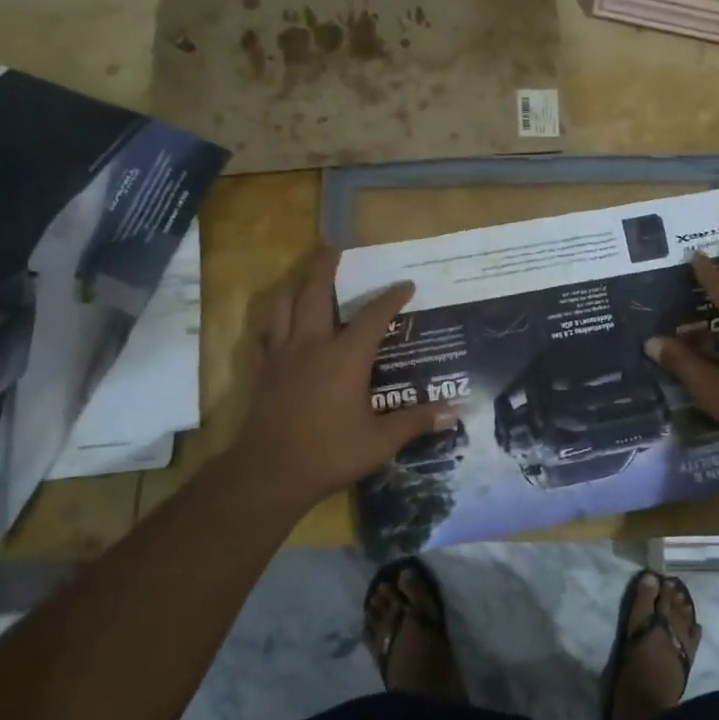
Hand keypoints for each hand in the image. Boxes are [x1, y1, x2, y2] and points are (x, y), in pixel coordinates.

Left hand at [228, 246, 456, 512]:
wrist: (269, 473)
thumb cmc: (329, 453)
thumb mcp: (380, 441)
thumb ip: (416, 422)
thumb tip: (455, 413)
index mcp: (345, 357)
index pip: (373, 316)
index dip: (391, 297)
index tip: (406, 285)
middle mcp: (312, 345)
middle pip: (315, 293)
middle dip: (325, 266)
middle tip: (333, 246)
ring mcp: (282, 356)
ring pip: (283, 306)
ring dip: (295, 285)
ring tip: (303, 275)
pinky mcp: (263, 371)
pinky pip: (265, 334)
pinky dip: (273, 319)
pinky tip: (278, 322)